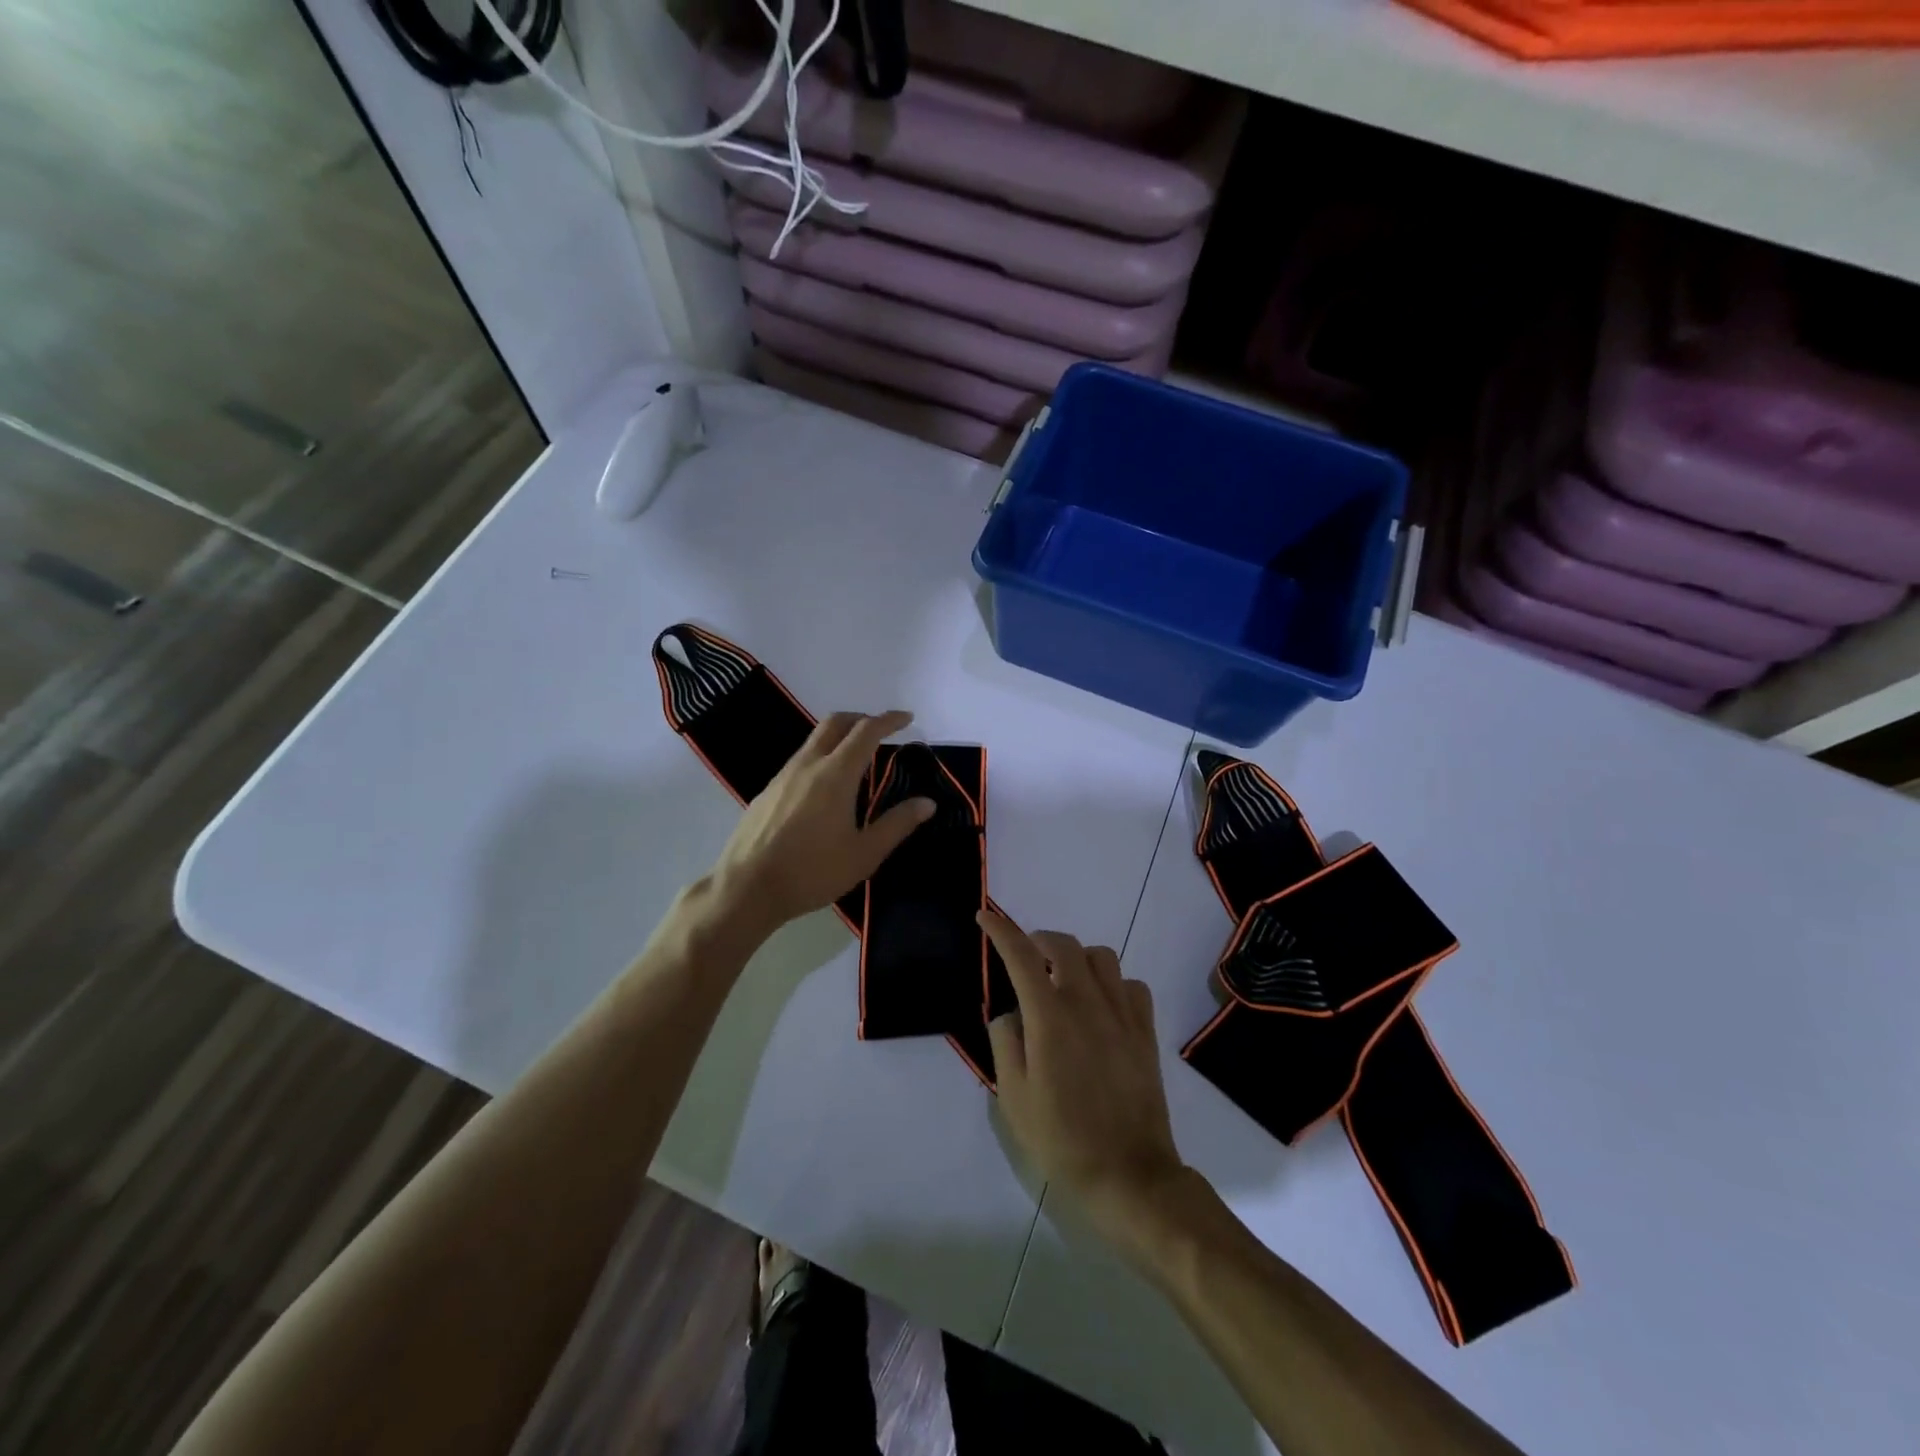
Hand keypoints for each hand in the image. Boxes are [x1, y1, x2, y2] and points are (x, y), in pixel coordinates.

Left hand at [711, 710, 933, 934]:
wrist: (746, 888)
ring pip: (814, 740)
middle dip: (861, 718)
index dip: (889, 720)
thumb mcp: (864, 854)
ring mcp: (783, 776)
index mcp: (836, 774)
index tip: (907, 718)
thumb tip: (927, 803)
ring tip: (856, 760)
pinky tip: (824, 790)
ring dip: (839, 737)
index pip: (866, 731)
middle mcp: (808, 765)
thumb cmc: (812, 872)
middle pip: (835, 723)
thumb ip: (897, 824)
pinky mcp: (767, 791)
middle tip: (881, 730)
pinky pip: (799, 761)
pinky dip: (821, 758)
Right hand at [981, 911, 1191, 1256]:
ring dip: (1077, 957)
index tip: (985, 915)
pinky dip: (1112, 982)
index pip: (1020, 955)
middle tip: (1025, 955)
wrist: (1128, 1174)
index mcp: (1049, 1017)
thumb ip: (1005, 1042)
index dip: (1000, 930)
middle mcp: (1087, 1002)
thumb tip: (1009, 1013)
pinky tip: (1102, 1004)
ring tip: (1063, 979)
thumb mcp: (1013, 1096)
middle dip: (1038, 938)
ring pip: (1101, 956)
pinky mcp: (1145, 1031)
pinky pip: (1131, 985)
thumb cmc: (1061, 1139)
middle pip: (1063, 944)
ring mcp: (1121, 1014)